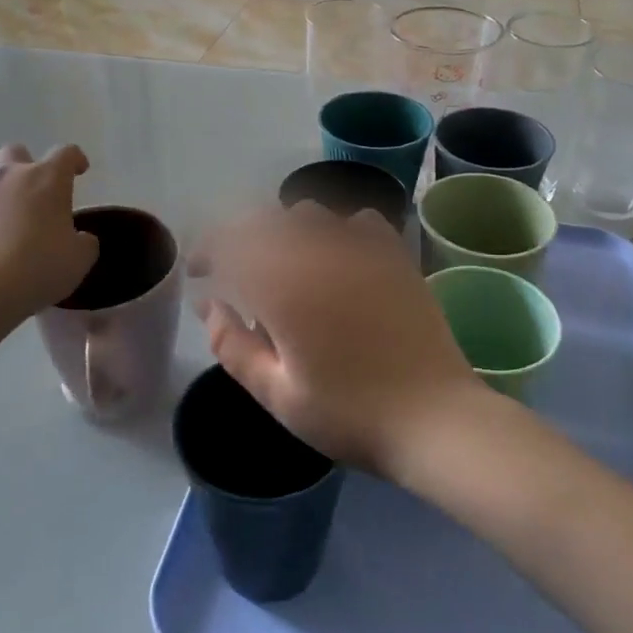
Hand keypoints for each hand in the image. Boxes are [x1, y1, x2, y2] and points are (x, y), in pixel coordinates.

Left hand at [0, 144, 97, 319]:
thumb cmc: (39, 267)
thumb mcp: (79, 259)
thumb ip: (84, 242)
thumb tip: (78, 238)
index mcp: (46, 180)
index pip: (65, 153)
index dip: (75, 159)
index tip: (81, 171)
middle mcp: (9, 179)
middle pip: (16, 153)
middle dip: (27, 165)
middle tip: (37, 193)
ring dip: (4, 200)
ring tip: (14, 233)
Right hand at [191, 205, 484, 477]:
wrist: (433, 418)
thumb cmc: (348, 415)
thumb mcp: (277, 393)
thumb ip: (232, 345)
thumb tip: (208, 305)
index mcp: (283, 288)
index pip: (230, 244)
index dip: (207, 250)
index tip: (200, 272)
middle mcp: (319, 254)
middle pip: (266, 221)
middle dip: (240, 237)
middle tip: (234, 269)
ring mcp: (363, 251)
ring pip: (310, 214)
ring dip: (285, 231)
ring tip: (284, 264)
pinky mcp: (396, 257)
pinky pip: (361, 221)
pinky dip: (339, 230)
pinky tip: (339, 257)